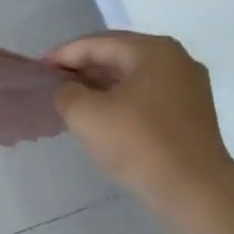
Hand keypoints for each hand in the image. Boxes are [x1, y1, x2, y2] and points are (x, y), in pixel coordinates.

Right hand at [49, 32, 233, 206]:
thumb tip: (69, 91)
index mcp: (153, 50)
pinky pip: (148, 98)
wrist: (194, 190)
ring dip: (102, 87)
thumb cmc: (138, 143)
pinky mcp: (192, 115)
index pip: (98, 43)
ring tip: (74, 102)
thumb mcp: (86, 115)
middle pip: (119, 56)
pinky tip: (105, 119)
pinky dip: (122, 102)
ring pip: (134, 78)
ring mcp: (189, 88)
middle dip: (84, 69)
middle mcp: (176, 60)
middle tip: (54, 84)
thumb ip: (67, 93)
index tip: (40, 68)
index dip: (65, 54)